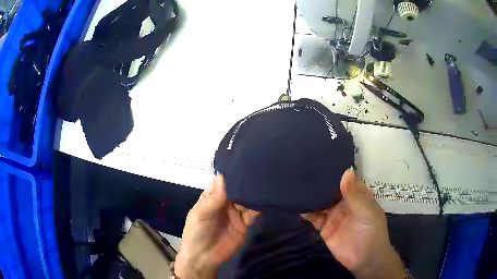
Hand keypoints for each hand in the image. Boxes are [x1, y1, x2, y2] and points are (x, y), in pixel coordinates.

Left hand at [175, 175, 259, 278]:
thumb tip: (222, 175)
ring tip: (267, 181)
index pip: (224, 181)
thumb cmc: (196, 233)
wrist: (204, 258)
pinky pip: (254, 213)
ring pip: (248, 199)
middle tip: (261, 169)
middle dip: (247, 181)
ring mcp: (236, 213)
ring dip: (255, 193)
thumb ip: (213, 198)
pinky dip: (260, 207)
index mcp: (212, 196)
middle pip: (238, 188)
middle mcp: (226, 202)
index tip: (245, 160)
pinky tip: (267, 199)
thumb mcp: (200, 214)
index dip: (233, 172)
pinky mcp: (245, 223)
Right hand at [302, 170, 405, 278]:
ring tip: (297, 184)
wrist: (364, 259)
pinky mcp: (325, 227)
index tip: (321, 161)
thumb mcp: (366, 211)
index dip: (336, 171)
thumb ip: (354, 194)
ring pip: (321, 202)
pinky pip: (314, 217)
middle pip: (331, 190)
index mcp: (358, 196)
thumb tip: (346, 171)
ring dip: (311, 196)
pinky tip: (297, 205)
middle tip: (303, 170)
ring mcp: (334, 215)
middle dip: (320, 182)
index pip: (346, 179)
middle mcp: (345, 203)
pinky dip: (307, 212)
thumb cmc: (371, 231)